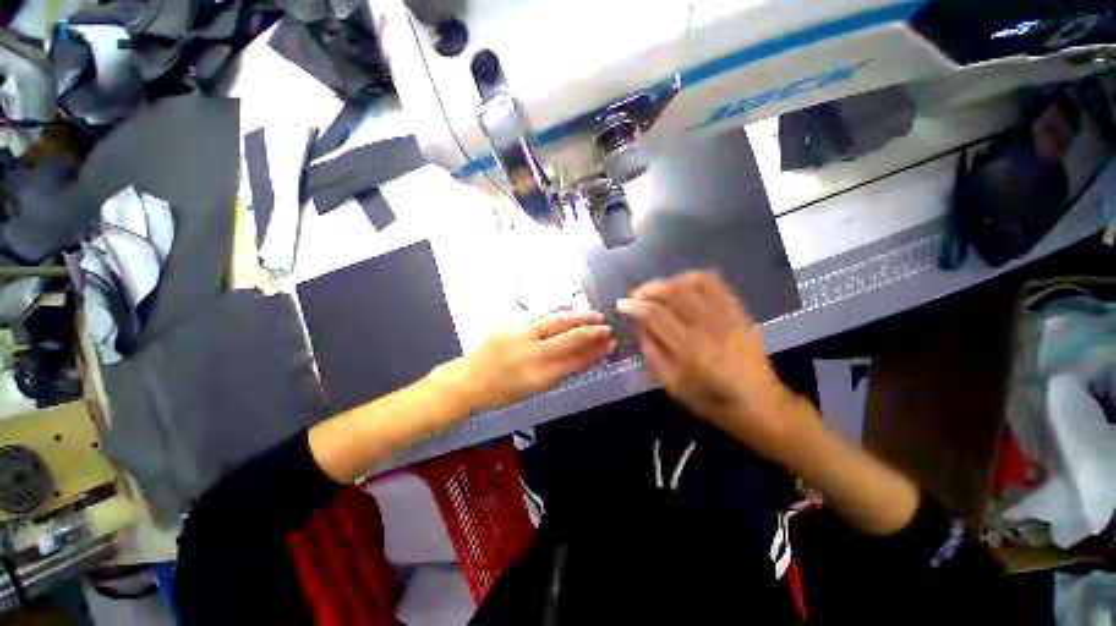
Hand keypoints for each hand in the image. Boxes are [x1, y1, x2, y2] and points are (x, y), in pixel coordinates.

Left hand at [439, 309, 615, 412]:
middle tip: (607, 328)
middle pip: (568, 338)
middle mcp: (530, 354)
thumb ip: (562, 372)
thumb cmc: (503, 391)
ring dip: (578, 317)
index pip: (575, 361)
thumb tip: (588, 357)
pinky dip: (558, 309)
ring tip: (595, 315)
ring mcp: (519, 335)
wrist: (469, 380)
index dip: (595, 352)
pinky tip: (571, 308)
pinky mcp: (510, 323)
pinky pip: (539, 313)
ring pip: (555, 321)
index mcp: (538, 377)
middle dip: (591, 332)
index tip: (610, 344)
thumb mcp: (535, 389)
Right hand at [617, 272, 803, 459]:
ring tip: (657, 290)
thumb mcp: (672, 385)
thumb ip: (652, 352)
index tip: (622, 304)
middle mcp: (709, 327)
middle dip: (649, 288)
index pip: (656, 314)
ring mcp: (728, 316)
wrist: (760, 404)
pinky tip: (682, 285)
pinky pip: (716, 284)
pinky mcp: (740, 312)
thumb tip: (639, 325)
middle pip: (675, 292)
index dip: (635, 306)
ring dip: (669, 282)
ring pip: (694, 283)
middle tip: (636, 294)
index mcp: (690, 349)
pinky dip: (695, 279)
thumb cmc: (710, 400)